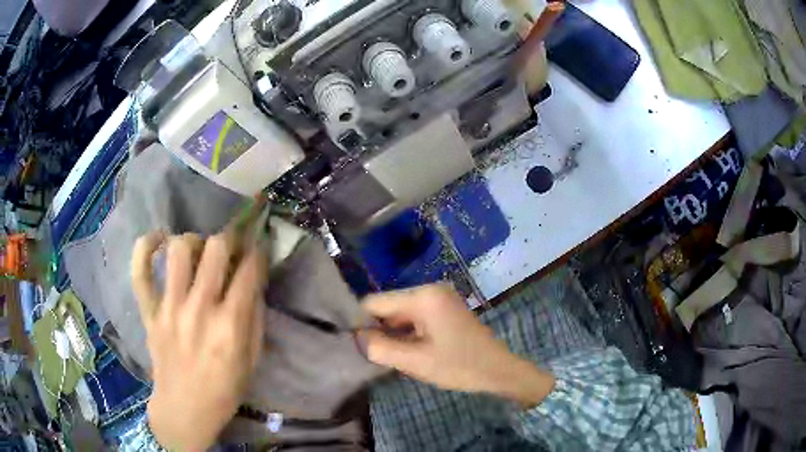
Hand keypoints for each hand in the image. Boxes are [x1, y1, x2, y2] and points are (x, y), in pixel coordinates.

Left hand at [131, 231, 266, 450]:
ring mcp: (169, 308)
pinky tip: (158, 240)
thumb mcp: (252, 360)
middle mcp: (199, 309)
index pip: (249, 271)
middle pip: (216, 248)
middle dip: (230, 239)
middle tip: (231, 246)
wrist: (184, 410)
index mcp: (230, 326)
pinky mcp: (149, 312)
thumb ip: (255, 318)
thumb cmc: (224, 390)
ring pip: (179, 249)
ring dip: (194, 242)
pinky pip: (140, 270)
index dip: (258, 253)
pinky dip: (145, 248)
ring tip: (199, 252)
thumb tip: (252, 282)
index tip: (259, 250)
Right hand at [361, 284, 554, 407]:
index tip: (360, 346)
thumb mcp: (415, 362)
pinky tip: (411, 350)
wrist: (498, 370)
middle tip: (381, 356)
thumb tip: (356, 336)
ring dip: (394, 333)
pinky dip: (407, 332)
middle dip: (380, 329)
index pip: (374, 302)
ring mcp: (439, 297)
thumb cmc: (458, 366)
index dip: (362, 323)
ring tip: (398, 356)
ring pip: (400, 312)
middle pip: (388, 306)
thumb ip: (379, 348)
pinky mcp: (444, 307)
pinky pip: (414, 316)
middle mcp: (429, 289)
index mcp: (423, 297)